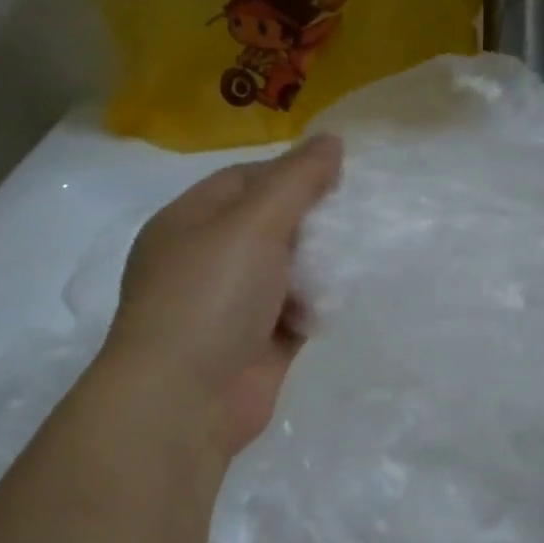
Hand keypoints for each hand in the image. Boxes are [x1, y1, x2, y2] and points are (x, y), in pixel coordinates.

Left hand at [100, 135, 342, 457]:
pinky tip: (340, 301)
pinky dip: (317, 306)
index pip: (245, 181)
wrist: (185, 401)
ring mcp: (232, 306)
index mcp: (190, 222)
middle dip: (312, 223)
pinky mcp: (258, 345)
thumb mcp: (252, 224)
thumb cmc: (209, 298)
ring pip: (287, 272)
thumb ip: (295, 181)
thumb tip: (331, 141)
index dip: (291, 174)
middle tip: (358, 217)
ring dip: (319, 266)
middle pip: (270, 226)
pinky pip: (296, 313)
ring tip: (358, 257)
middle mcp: (208, 261)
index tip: (338, 177)